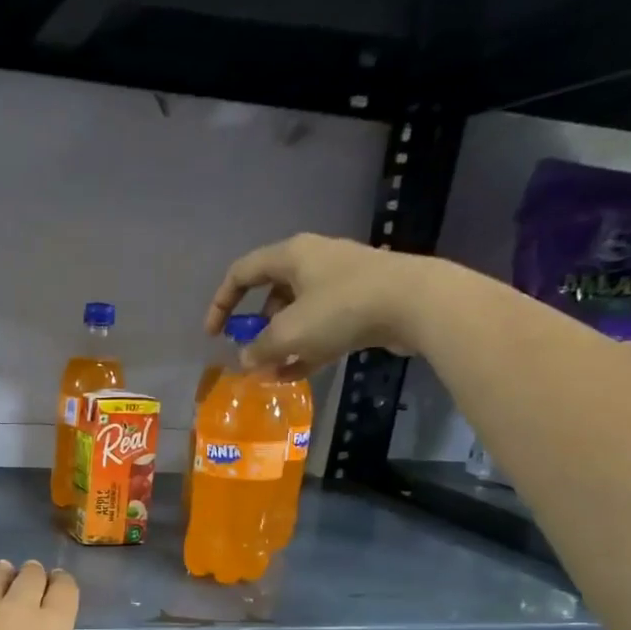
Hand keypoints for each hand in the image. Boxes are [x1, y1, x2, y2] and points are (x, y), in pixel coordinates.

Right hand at [206, 233, 444, 369]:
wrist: (417, 304)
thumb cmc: (341, 309)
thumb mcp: (290, 333)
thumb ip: (260, 348)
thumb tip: (246, 359)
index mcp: (291, 255)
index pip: (241, 273)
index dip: (221, 303)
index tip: (214, 334)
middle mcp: (314, 261)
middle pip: (271, 293)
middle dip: (256, 327)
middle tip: (248, 352)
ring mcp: (341, 282)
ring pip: (298, 312)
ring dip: (281, 342)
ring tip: (270, 371)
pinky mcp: (363, 302)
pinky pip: (323, 325)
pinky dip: (306, 347)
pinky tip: (295, 374)